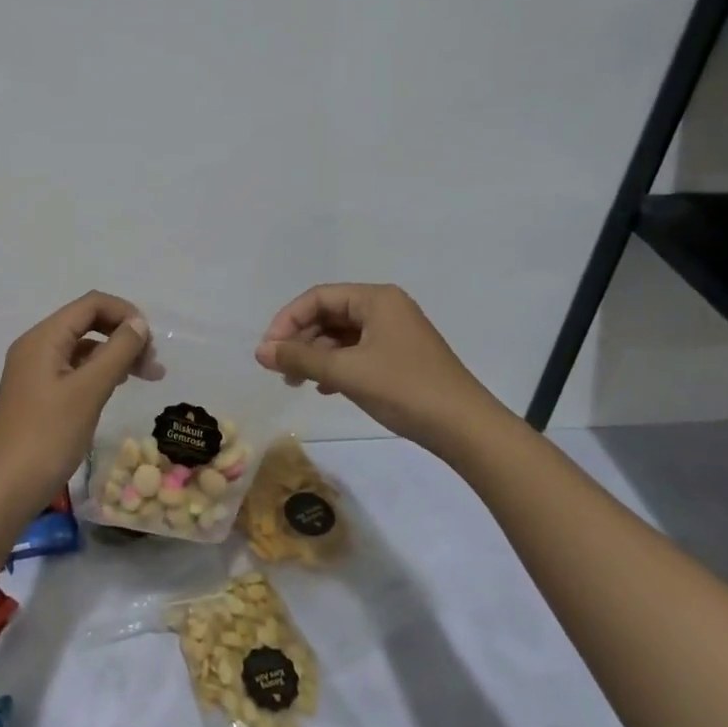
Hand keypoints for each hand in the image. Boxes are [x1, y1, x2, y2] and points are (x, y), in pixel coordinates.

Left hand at [0, 291, 152, 511]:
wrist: (7, 489)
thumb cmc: (49, 436)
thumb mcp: (89, 391)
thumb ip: (117, 352)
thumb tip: (138, 323)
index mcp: (43, 338)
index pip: (91, 304)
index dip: (125, 313)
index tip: (151, 341)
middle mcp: (36, 346)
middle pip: (87, 322)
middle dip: (122, 335)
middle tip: (153, 364)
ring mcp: (34, 370)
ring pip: (82, 347)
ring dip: (114, 354)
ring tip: (145, 376)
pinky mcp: (38, 392)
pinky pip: (73, 368)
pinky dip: (98, 372)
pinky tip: (116, 387)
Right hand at [254, 283, 495, 443]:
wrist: (467, 429)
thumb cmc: (405, 390)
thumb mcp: (347, 372)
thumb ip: (300, 359)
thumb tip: (261, 351)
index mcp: (376, 299)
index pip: (318, 297)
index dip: (288, 320)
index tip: (269, 350)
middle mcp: (385, 308)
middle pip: (329, 314)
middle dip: (301, 340)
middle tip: (280, 369)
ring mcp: (395, 333)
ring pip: (342, 335)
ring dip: (316, 355)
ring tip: (297, 382)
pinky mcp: (401, 357)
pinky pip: (357, 351)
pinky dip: (336, 366)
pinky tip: (324, 388)